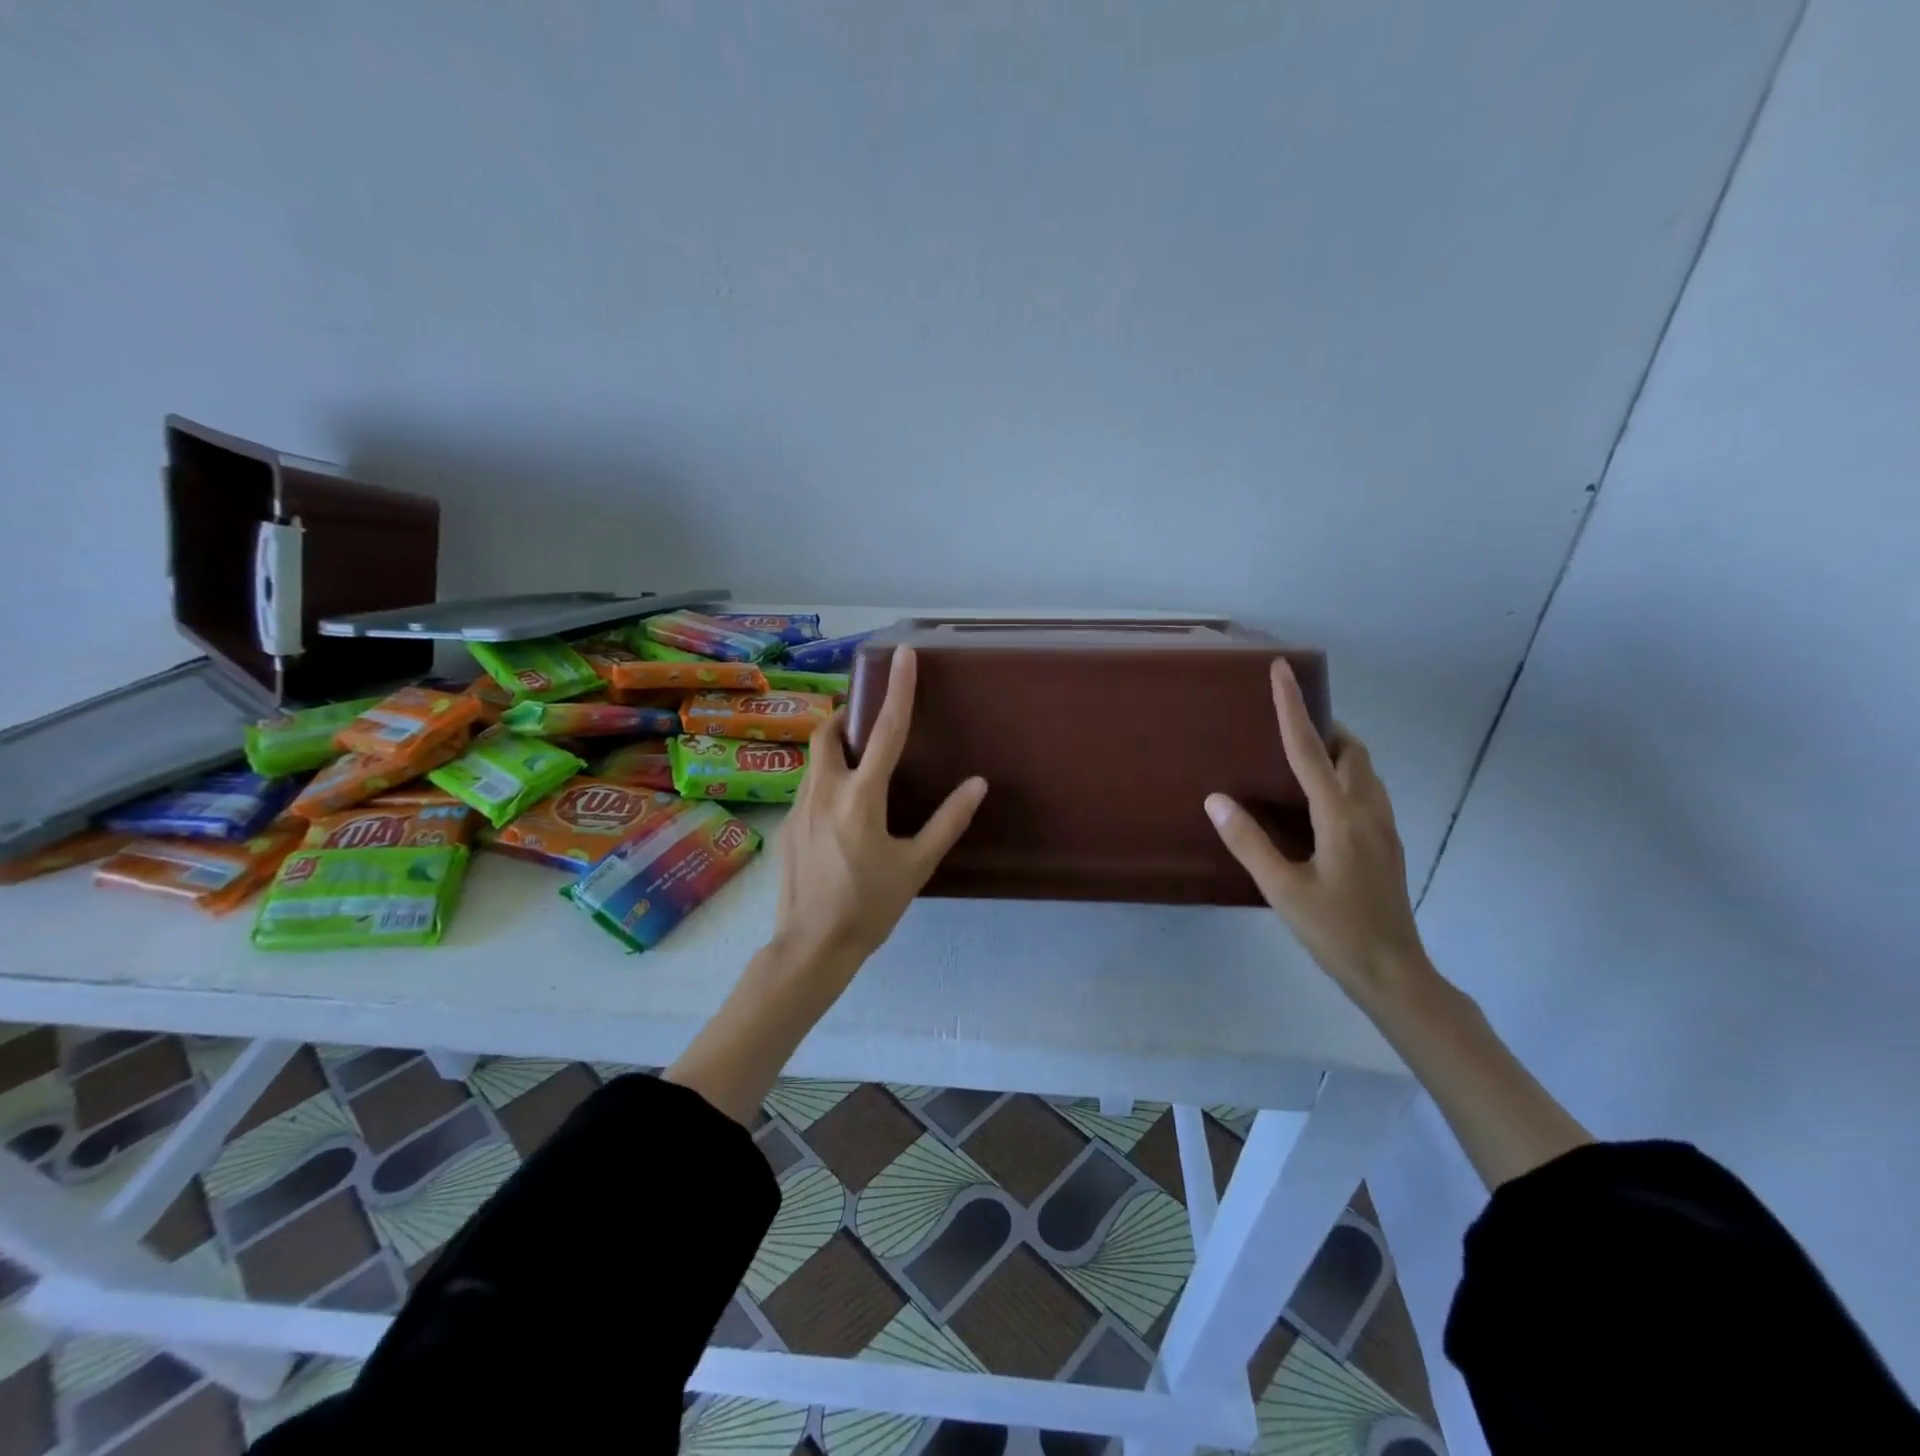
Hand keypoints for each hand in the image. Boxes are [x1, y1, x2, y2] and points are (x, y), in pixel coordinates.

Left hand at [770, 645, 987, 985]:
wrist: (811, 947)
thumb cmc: (870, 906)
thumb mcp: (917, 866)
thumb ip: (948, 821)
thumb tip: (978, 783)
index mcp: (861, 797)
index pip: (886, 730)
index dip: (899, 689)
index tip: (903, 654)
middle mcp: (824, 791)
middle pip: (828, 731)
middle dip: (846, 717)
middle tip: (867, 724)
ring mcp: (798, 807)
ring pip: (814, 760)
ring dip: (835, 751)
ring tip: (859, 771)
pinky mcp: (786, 825)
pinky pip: (807, 788)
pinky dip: (826, 783)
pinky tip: (840, 817)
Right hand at [1205, 660, 1432, 1004]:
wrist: (1393, 973)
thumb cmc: (1334, 931)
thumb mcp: (1282, 889)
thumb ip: (1248, 842)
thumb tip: (1216, 799)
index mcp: (1340, 817)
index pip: (1310, 749)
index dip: (1293, 707)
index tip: (1283, 670)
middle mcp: (1367, 812)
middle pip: (1351, 750)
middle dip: (1323, 726)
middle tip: (1287, 726)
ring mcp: (1384, 828)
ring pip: (1366, 770)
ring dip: (1338, 751)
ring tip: (1302, 758)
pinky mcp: (1388, 844)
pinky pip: (1368, 791)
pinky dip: (1346, 776)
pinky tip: (1321, 802)